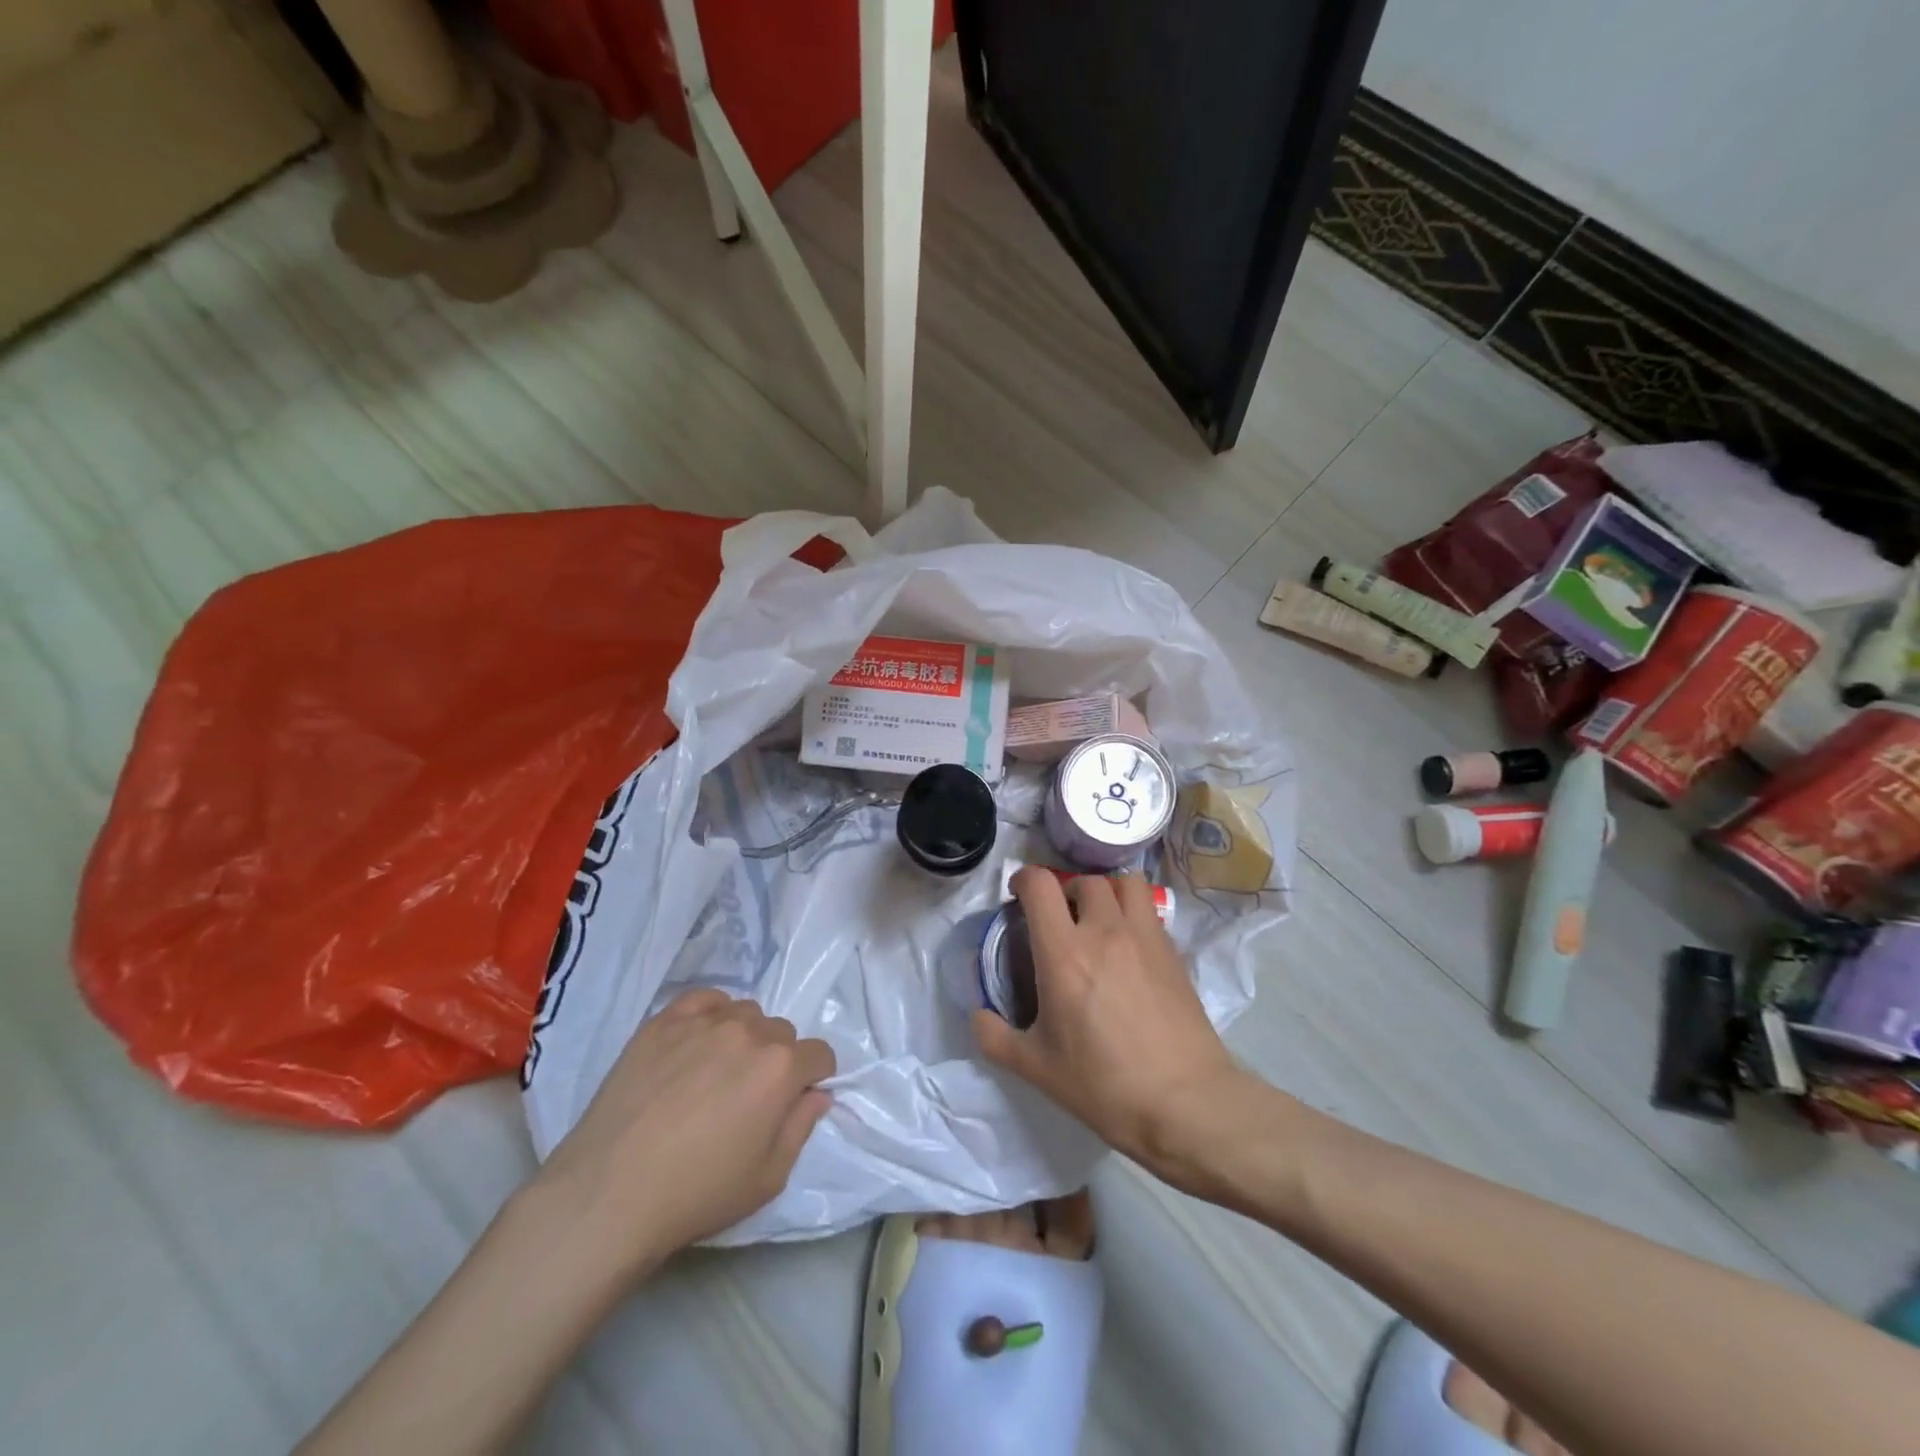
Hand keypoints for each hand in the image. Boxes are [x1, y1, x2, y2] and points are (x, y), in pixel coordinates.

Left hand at [533, 990, 835, 1271]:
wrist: (609, 1192)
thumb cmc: (697, 1193)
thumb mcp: (767, 1178)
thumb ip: (801, 1128)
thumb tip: (817, 1095)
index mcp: (782, 1068)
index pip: (819, 1054)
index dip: (813, 1078)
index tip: (793, 1100)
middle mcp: (750, 1032)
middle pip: (782, 1032)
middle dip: (777, 1059)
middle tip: (748, 1094)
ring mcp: (705, 1022)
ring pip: (745, 1013)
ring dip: (744, 1036)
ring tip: (716, 1071)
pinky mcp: (664, 1021)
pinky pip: (705, 999)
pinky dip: (711, 1013)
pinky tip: (696, 1042)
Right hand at [972, 868, 1246, 1181]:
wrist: (1184, 1103)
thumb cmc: (1103, 1085)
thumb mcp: (1035, 1068)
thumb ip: (994, 1037)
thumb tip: (978, 1015)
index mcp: (1063, 952)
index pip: (1040, 884)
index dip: (1023, 879)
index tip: (1018, 895)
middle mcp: (1104, 931)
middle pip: (1083, 880)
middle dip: (1066, 891)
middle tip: (1060, 918)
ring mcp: (1144, 937)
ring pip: (1125, 883)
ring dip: (1107, 891)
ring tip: (1100, 919)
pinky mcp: (1173, 951)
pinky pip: (1150, 911)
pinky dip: (1134, 914)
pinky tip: (1129, 948)